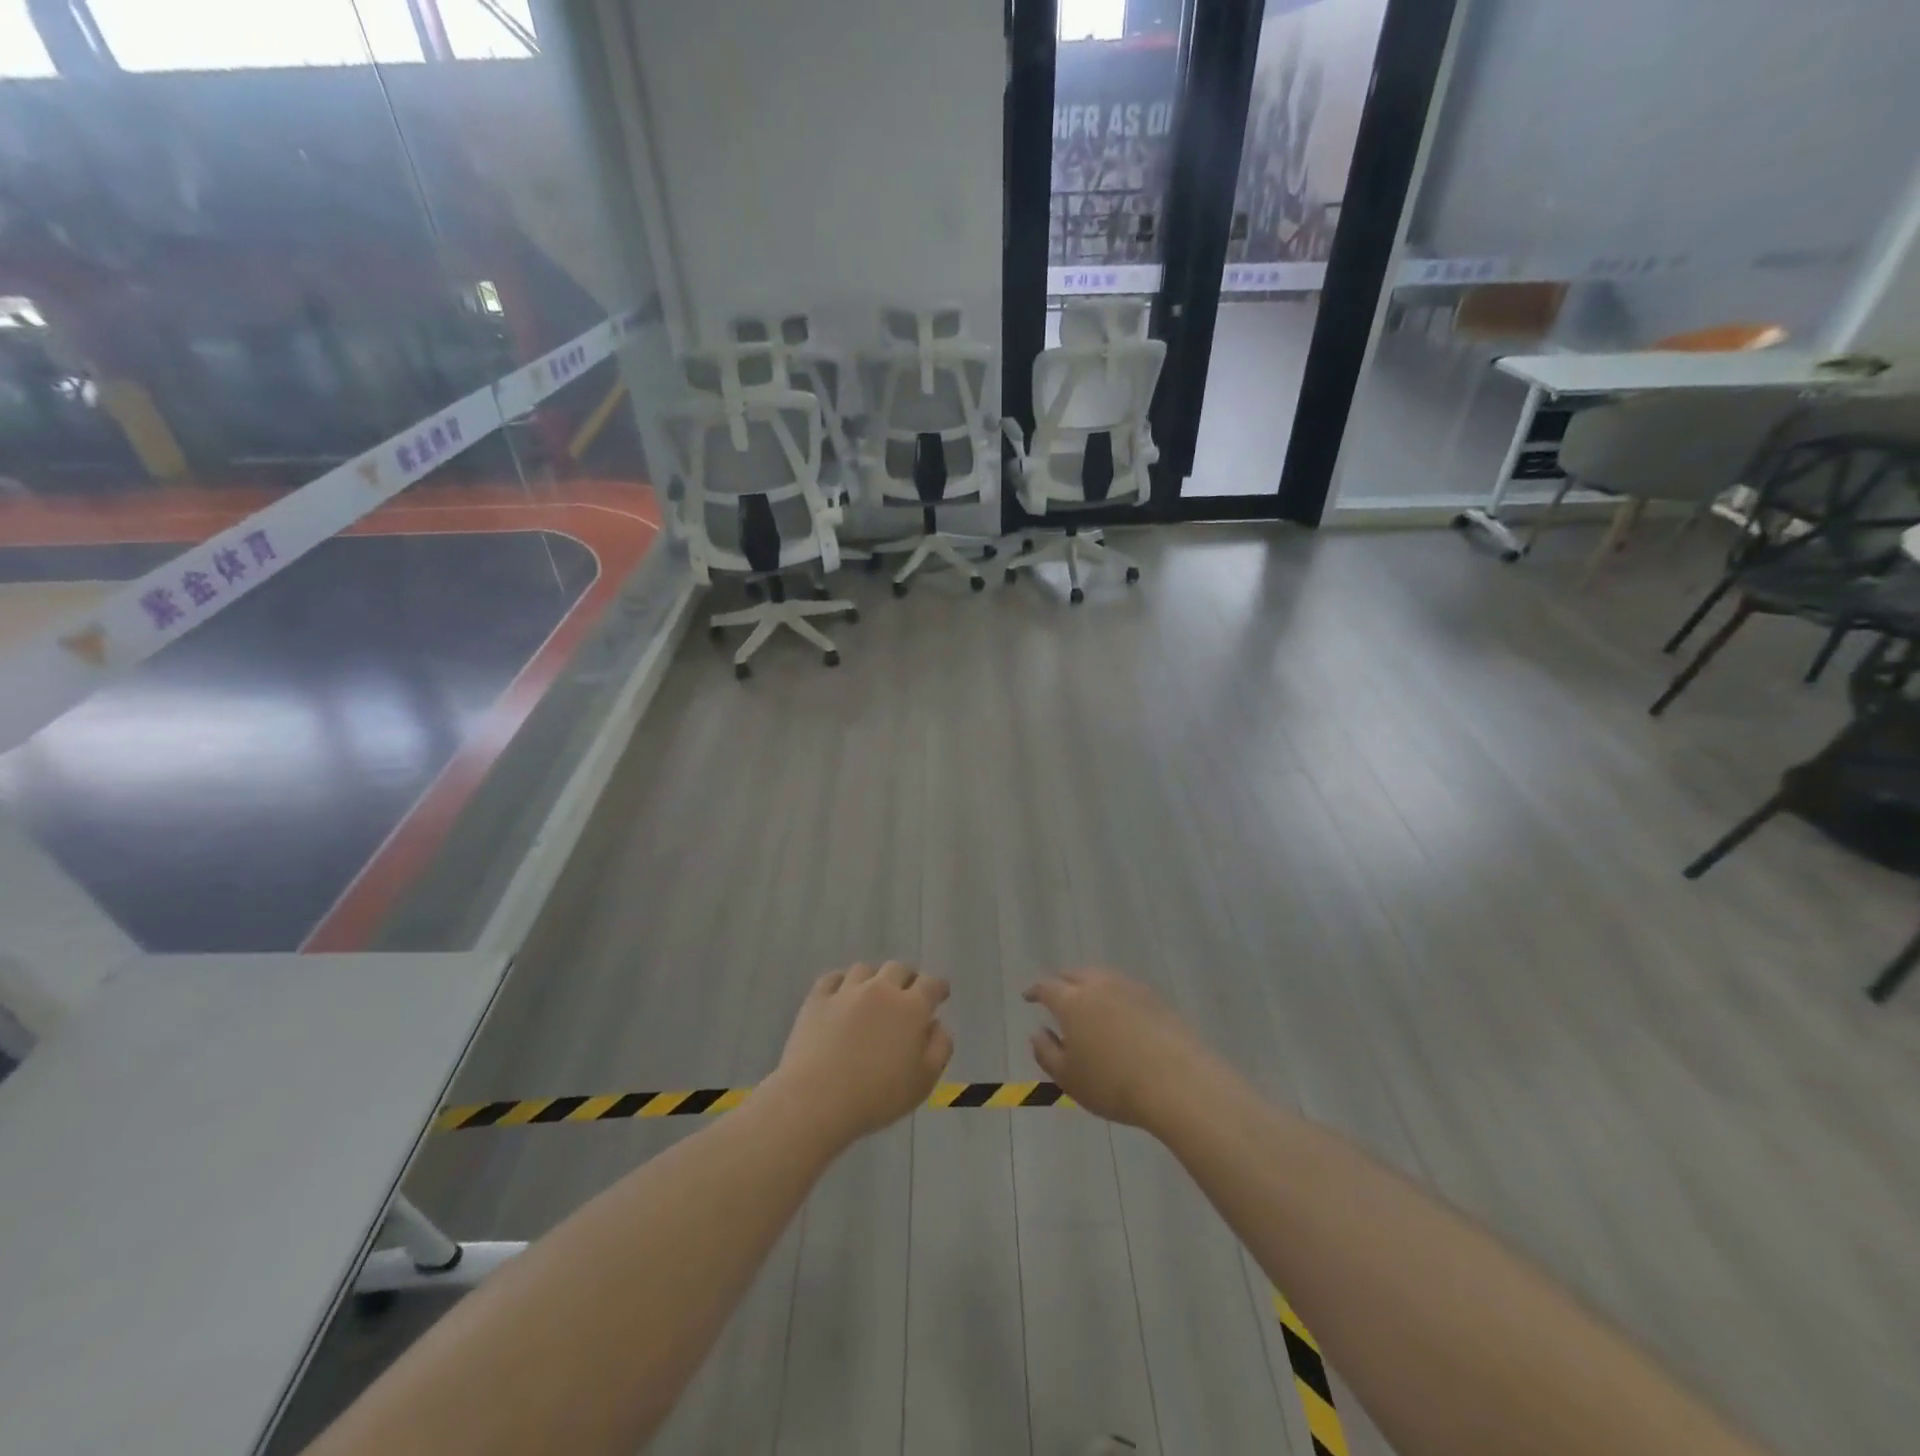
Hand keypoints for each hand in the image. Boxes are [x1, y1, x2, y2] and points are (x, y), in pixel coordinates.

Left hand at [772, 963, 952, 1147]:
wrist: (817, 1099)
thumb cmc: (877, 1096)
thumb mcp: (924, 1081)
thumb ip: (940, 1047)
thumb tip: (937, 1024)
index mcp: (911, 1008)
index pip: (931, 985)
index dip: (938, 987)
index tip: (941, 993)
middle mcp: (881, 990)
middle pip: (898, 968)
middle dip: (908, 977)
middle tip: (908, 992)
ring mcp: (846, 991)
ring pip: (865, 969)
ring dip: (874, 977)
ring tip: (873, 993)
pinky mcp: (817, 999)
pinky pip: (832, 978)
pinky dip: (841, 982)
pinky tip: (841, 993)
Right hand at [1025, 968, 1211, 1128]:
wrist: (1177, 1081)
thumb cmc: (1113, 1083)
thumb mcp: (1068, 1078)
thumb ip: (1046, 1052)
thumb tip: (1037, 1032)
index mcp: (1072, 1001)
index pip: (1047, 987)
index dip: (1035, 991)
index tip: (1028, 996)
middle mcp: (1099, 985)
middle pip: (1075, 975)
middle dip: (1062, 982)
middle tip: (1057, 996)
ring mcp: (1129, 988)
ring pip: (1102, 977)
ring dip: (1090, 985)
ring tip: (1088, 1002)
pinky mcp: (1155, 998)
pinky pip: (1125, 989)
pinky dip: (1115, 996)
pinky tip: (1119, 1014)